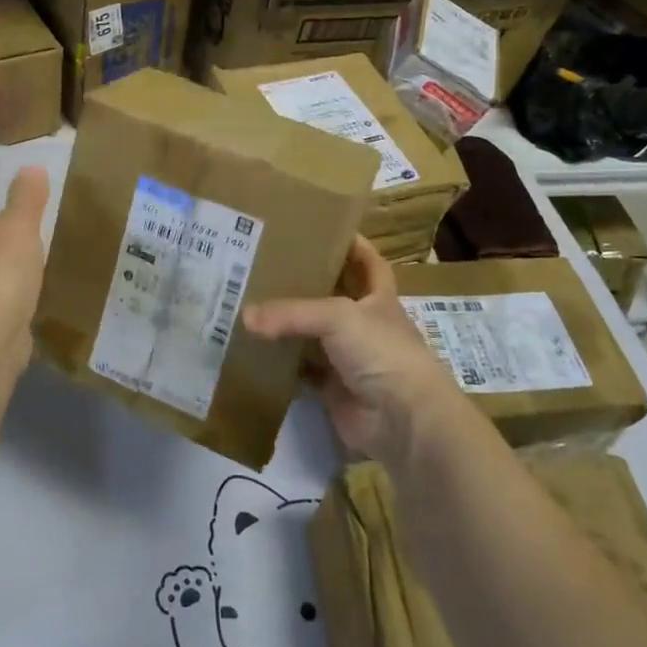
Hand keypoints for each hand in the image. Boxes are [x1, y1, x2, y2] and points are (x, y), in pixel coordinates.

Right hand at [242, 236, 461, 463]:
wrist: (402, 420)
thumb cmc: (380, 351)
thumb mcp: (337, 317)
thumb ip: (291, 313)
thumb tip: (245, 317)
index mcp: (378, 297)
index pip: (368, 262)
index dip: (352, 244)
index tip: (323, 226)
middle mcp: (363, 324)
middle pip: (332, 296)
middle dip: (306, 282)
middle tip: (267, 263)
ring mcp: (348, 358)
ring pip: (312, 334)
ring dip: (288, 324)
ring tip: (249, 300)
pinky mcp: (331, 388)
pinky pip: (300, 370)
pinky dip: (280, 363)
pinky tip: (253, 349)